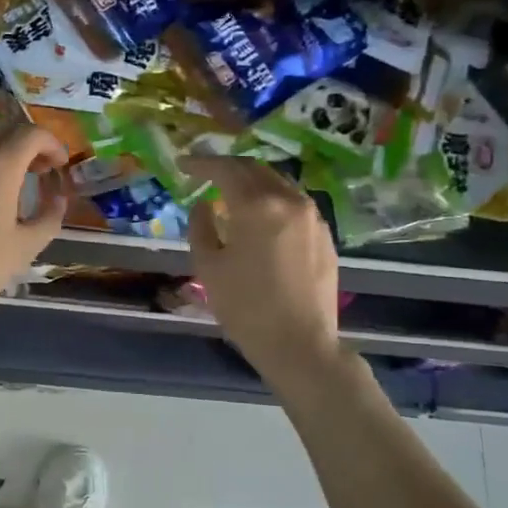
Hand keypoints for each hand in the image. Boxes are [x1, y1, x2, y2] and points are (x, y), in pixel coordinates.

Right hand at [183, 156, 341, 367]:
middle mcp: (289, 201)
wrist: (299, 344)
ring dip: (251, 181)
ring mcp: (313, 217)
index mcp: (257, 206)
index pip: (225, 169)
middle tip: (204, 174)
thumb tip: (204, 205)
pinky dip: (271, 199)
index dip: (201, 163)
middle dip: (227, 167)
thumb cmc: (245, 307)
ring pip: (278, 183)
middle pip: (255, 169)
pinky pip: (293, 203)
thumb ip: (201, 226)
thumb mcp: (208, 266)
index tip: (183, 164)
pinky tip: (258, 216)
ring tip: (230, 192)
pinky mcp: (324, 235)